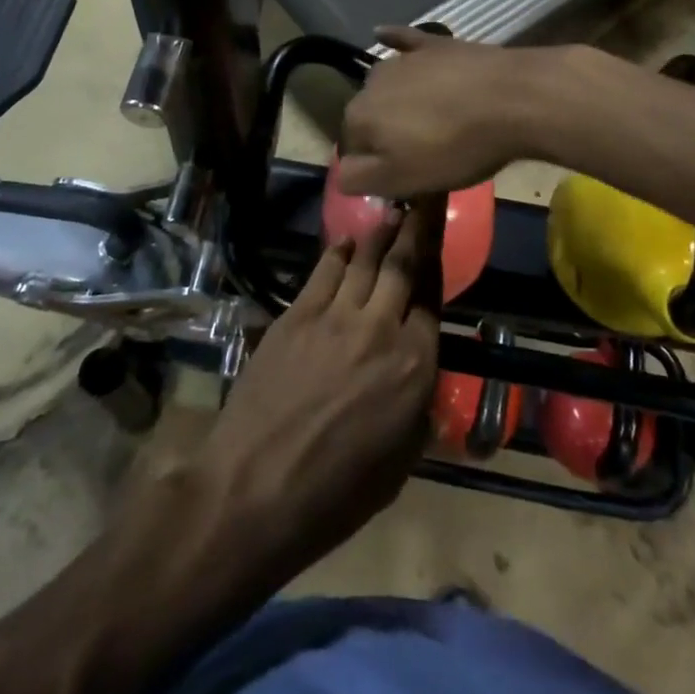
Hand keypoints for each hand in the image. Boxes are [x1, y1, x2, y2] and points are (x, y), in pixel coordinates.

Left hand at [194, 201, 444, 575]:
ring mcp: (335, 316)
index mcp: (415, 367)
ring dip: (380, 234)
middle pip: (401, 266)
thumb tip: (419, 379)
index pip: (431, 298)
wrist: (256, 488)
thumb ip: (418, 410)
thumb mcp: (400, 463)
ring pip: (364, 260)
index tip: (438, 239)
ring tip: (390, 213)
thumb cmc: (336, 493)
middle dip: (415, 230)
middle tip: (422, 201)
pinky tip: (346, 241)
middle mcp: (381, 329)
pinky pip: (324, 271)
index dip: (436, 264)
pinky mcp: (296, 314)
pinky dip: (339, 252)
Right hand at [339, 26, 551, 196]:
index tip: (402, 177)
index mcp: (359, 116)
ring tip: (428, 119)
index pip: (351, 147)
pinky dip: (393, 40)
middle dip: (386, 133)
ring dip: (397, 101)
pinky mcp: (433, 44)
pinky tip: (383, 33)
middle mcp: (370, 82)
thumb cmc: (456, 147)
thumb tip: (342, 173)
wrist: (512, 100)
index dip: (375, 165)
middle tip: (422, 153)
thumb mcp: (404, 179)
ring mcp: (403, 59)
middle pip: (370, 115)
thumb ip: (360, 179)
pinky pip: (404, 41)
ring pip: (388, 86)